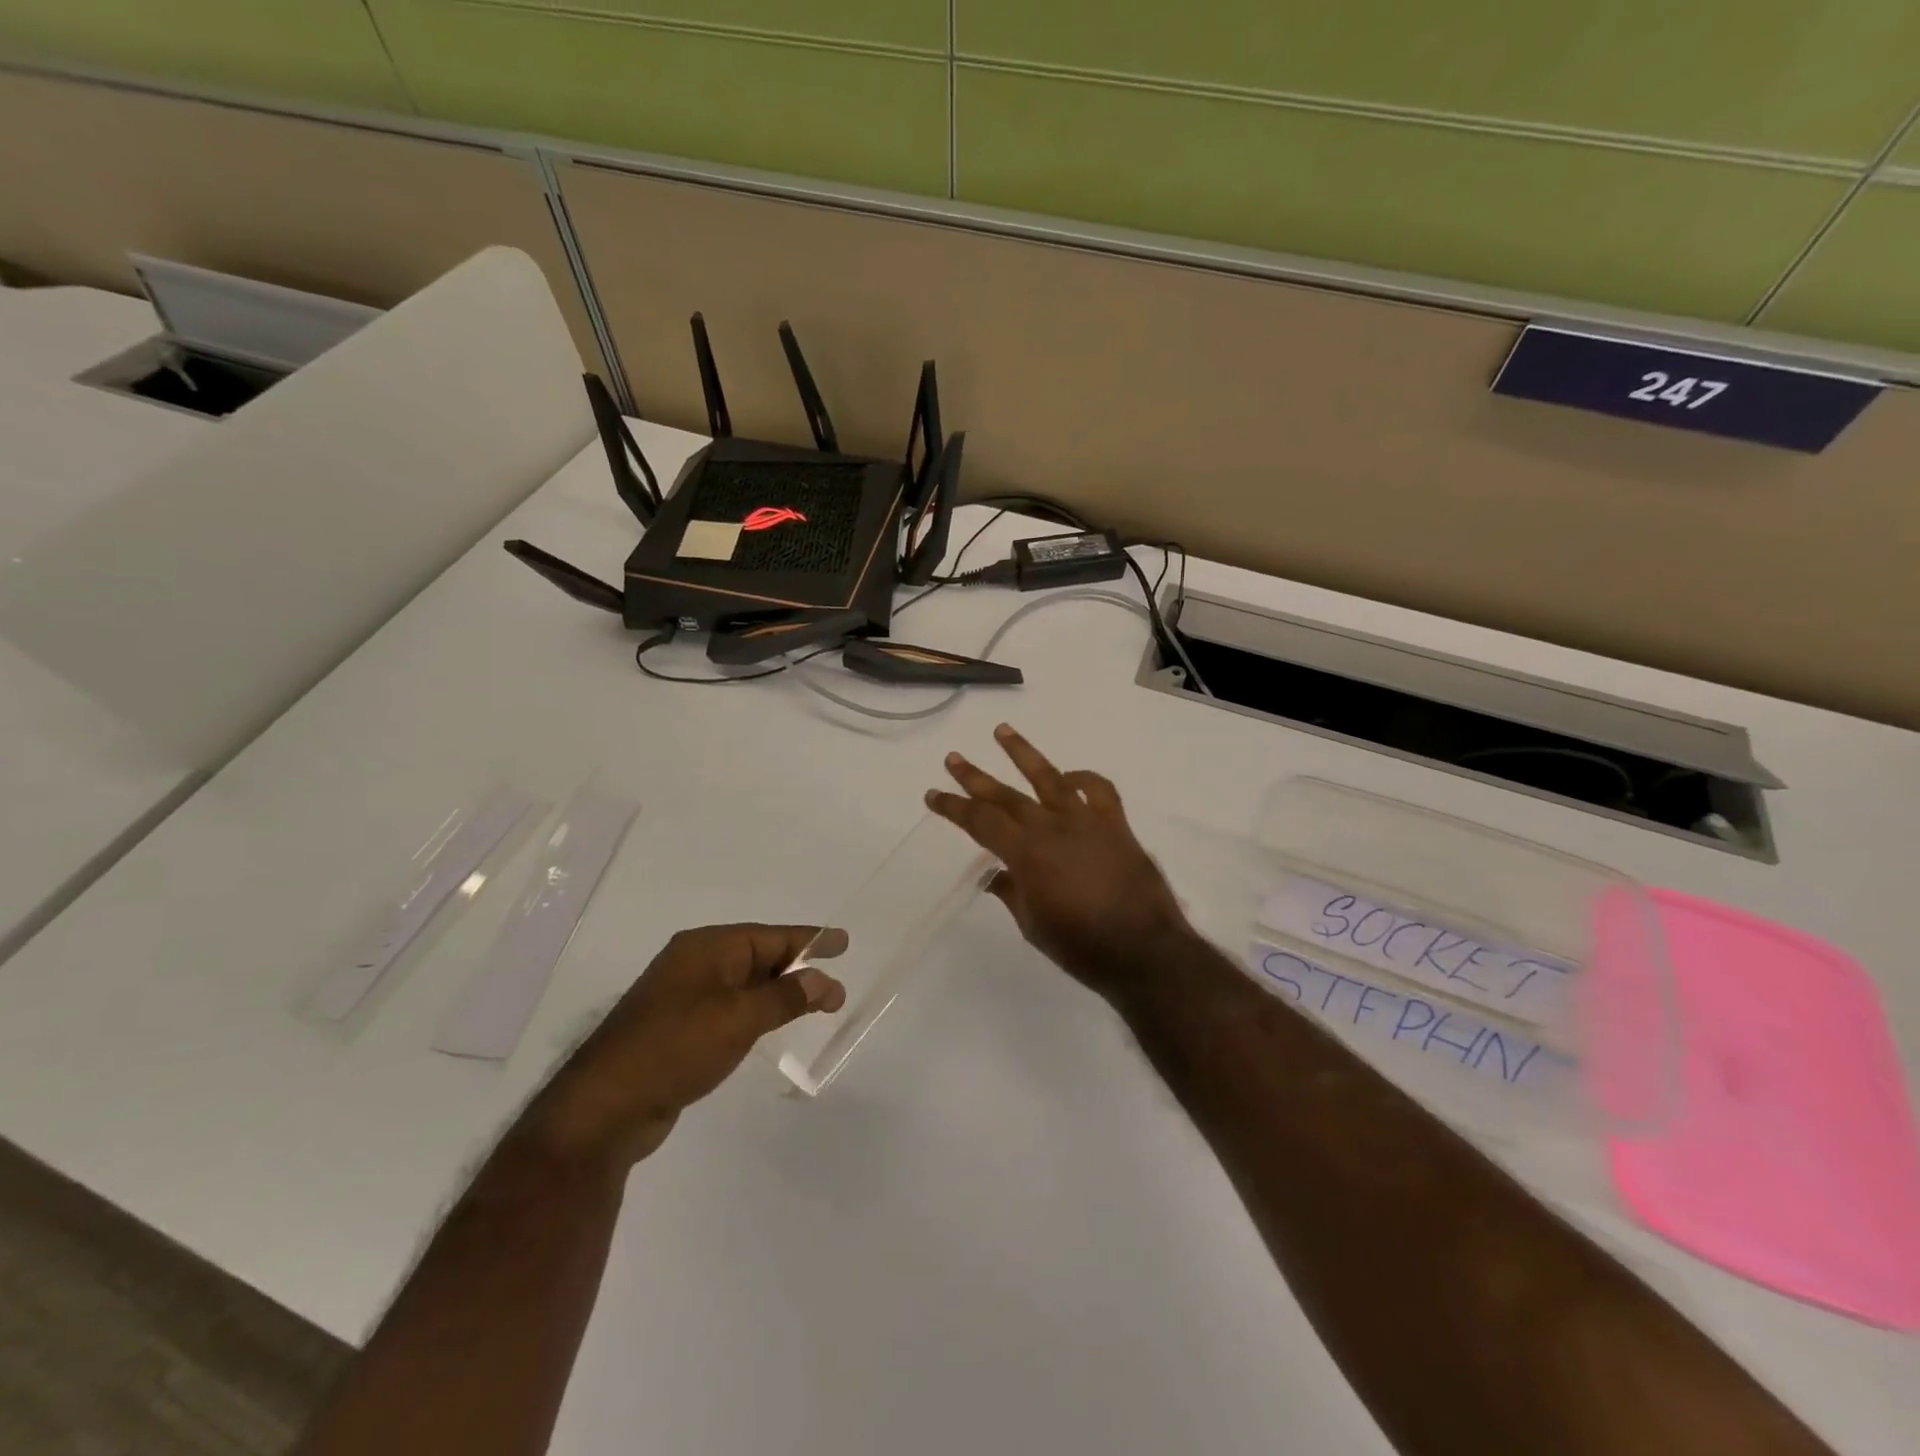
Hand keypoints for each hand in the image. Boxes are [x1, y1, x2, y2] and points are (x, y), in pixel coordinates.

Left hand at [527, 924, 845, 1169]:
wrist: (605, 1107)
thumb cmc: (676, 1047)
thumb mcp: (739, 1018)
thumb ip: (785, 997)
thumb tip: (823, 980)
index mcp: (706, 948)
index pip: (770, 936)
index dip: (810, 940)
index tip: (844, 942)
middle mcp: (694, 964)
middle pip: (758, 956)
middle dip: (798, 969)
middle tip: (836, 986)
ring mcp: (682, 997)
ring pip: (745, 984)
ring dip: (779, 993)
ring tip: (815, 1004)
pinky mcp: (677, 1028)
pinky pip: (729, 1008)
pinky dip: (756, 1012)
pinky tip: (771, 1025)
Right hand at [925, 724, 1192, 997]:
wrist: (1143, 950)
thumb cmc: (1080, 946)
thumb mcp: (1032, 925)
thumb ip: (1012, 892)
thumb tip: (995, 875)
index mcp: (1026, 854)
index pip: (980, 822)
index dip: (954, 807)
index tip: (933, 795)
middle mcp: (1052, 827)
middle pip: (1006, 795)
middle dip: (975, 776)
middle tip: (953, 758)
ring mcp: (1086, 821)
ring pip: (1049, 777)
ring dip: (1022, 753)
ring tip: (1002, 731)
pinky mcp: (1115, 824)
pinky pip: (1098, 790)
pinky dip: (1082, 778)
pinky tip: (1069, 777)